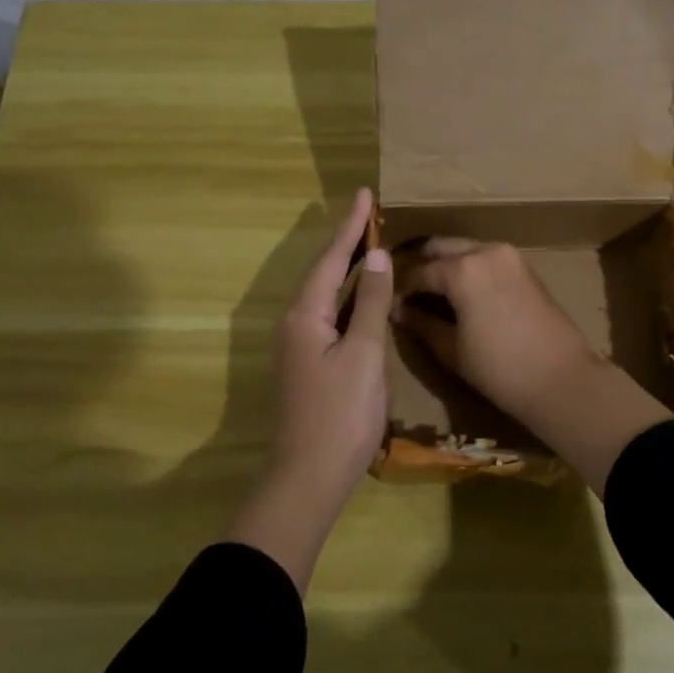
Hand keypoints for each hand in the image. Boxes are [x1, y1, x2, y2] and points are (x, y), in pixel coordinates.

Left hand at [226, 189, 393, 592]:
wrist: (307, 478)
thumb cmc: (340, 415)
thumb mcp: (364, 355)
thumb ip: (372, 304)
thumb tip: (378, 258)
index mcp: (306, 314)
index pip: (332, 258)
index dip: (350, 226)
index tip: (365, 194)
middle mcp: (295, 323)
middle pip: (324, 272)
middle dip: (347, 243)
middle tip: (370, 215)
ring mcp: (299, 345)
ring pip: (326, 294)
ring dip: (348, 268)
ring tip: (370, 244)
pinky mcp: (307, 364)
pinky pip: (329, 315)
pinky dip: (349, 297)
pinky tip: (364, 297)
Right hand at [394, 238, 599, 419]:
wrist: (562, 379)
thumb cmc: (500, 369)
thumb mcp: (452, 350)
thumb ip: (422, 324)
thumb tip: (399, 310)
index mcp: (462, 269)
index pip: (418, 272)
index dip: (400, 289)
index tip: (390, 305)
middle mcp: (484, 251)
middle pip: (441, 247)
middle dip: (421, 265)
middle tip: (407, 292)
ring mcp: (508, 256)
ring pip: (465, 249)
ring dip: (446, 264)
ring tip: (432, 292)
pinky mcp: (524, 267)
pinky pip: (486, 258)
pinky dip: (469, 268)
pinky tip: (461, 292)